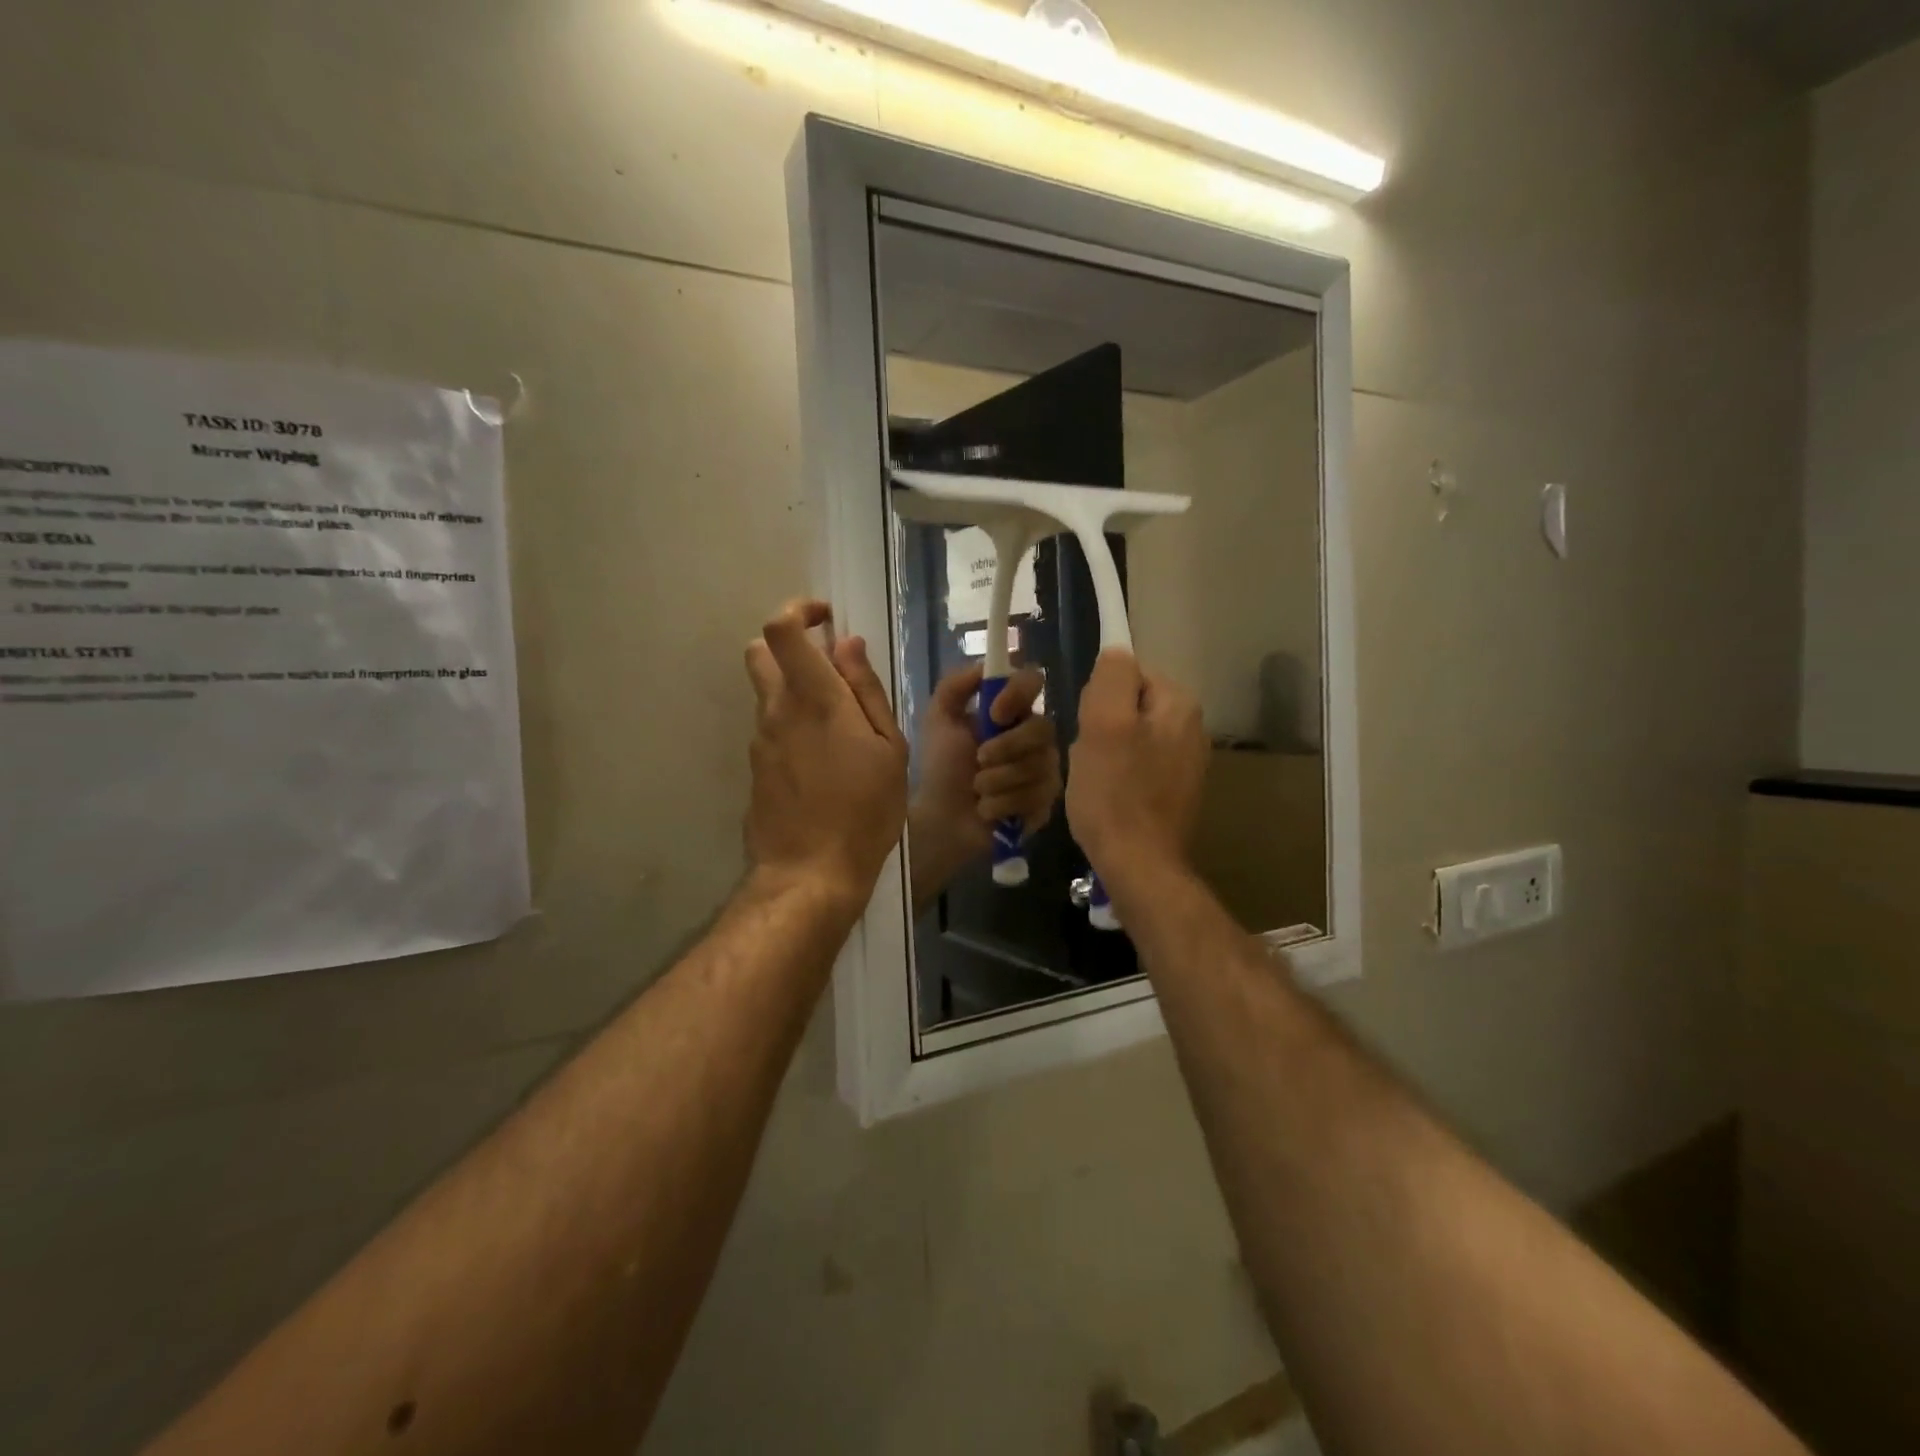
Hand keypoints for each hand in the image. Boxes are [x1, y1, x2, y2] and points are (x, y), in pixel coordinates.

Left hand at [744, 600, 909, 911]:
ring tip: (840, 732)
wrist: (810, 874)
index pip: (781, 629)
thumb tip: (847, 645)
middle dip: (789, 646)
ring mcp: (760, 741)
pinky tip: (824, 765)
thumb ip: (866, 690)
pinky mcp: (755, 769)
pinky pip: (772, 731)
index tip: (827, 618)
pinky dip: (793, 728)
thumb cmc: (865, 810)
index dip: (799, 610)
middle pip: (760, 652)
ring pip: (768, 694)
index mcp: (814, 698)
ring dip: (796, 693)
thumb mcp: (889, 749)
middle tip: (829, 668)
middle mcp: (777, 711)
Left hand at [908, 664, 1060, 910]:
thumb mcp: (938, 720)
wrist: (939, 818)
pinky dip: (1003, 805)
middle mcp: (1035, 738)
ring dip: (998, 781)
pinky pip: (1036, 797)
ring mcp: (1045, 771)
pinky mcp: (1046, 804)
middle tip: (979, 761)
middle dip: (1007, 747)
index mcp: (1011, 712)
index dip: (1018, 694)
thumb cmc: (939, 767)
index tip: (993, 713)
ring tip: (977, 791)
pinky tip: (987, 811)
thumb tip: (985, 665)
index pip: (1033, 683)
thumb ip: (955, 686)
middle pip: (1044, 729)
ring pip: (1038, 767)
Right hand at [1065, 648, 1207, 889]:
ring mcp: (1187, 762)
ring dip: (1106, 752)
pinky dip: (1119, 775)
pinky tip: (1109, 797)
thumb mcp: (1103, 724)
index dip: (1098, 697)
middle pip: (1129, 704)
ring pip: (1129, 736)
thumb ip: (1112, 677)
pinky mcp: (1176, 790)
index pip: (1128, 672)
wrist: (1138, 864)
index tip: (1089, 727)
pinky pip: (1137, 765)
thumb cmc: (1115, 792)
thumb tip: (1116, 653)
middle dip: (1102, 725)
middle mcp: (1192, 727)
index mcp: (1179, 704)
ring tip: (1096, 780)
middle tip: (1088, 756)